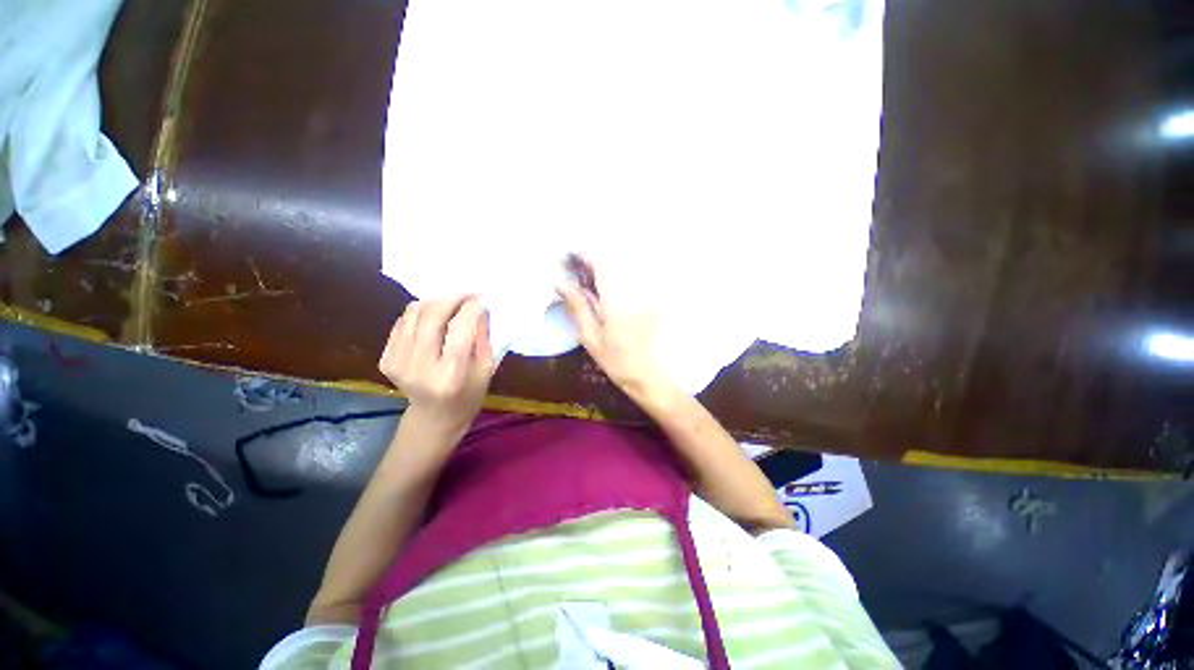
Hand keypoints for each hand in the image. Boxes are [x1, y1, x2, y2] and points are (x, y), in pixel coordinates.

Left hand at [379, 296, 493, 435]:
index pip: (460, 328)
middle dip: (453, 297)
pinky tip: (435, 316)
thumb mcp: (486, 370)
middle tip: (469, 293)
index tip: (483, 298)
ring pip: (415, 312)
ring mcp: (397, 362)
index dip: (472, 307)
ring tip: (453, 302)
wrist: (434, 418)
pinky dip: (421, 312)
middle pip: (433, 315)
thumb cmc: (468, 396)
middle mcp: (420, 366)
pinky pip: (403, 321)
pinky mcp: (386, 359)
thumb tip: (481, 307)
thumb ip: (482, 337)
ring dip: (436, 301)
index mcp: (451, 374)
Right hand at [556, 256, 670, 395]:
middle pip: (614, 259)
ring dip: (607, 265)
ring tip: (591, 276)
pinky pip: (636, 275)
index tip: (569, 256)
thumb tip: (558, 280)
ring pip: (626, 265)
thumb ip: (576, 304)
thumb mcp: (590, 335)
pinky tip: (610, 286)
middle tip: (577, 268)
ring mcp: (648, 292)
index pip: (601, 263)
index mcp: (617, 300)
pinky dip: (620, 274)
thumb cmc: (615, 359)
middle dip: (594, 258)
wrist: (649, 374)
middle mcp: (635, 290)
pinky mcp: (654, 297)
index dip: (584, 254)